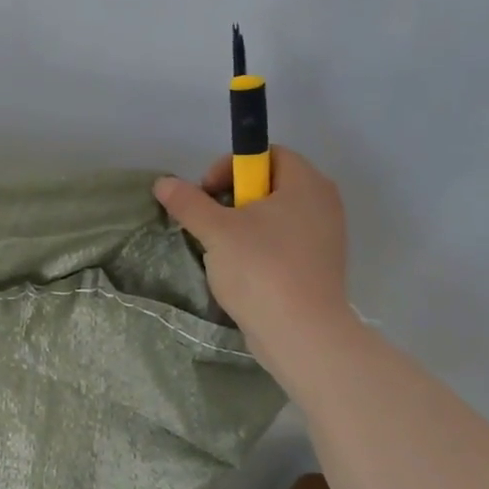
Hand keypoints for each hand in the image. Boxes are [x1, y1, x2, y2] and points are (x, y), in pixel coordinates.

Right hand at [153, 147, 349, 366]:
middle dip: (233, 198)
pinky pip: (283, 241)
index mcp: (306, 184)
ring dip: (242, 225)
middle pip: (270, 184)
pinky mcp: (318, 266)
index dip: (231, 165)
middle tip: (209, 221)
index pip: (268, 154)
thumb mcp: (216, 231)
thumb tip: (163, 182)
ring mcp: (325, 237)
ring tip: (220, 248)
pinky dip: (259, 247)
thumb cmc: (261, 269)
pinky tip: (239, 269)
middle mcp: (323, 203)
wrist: (302, 334)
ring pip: (274, 215)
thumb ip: (188, 202)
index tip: (207, 193)